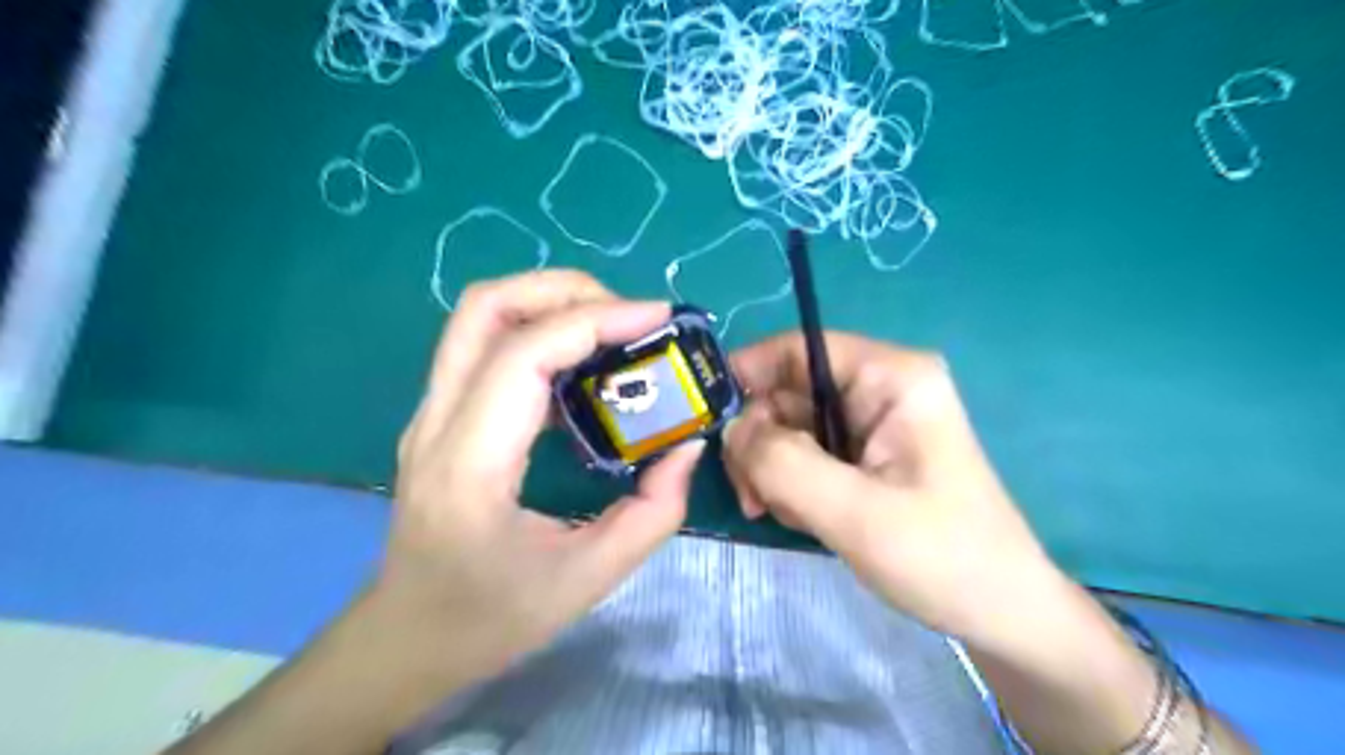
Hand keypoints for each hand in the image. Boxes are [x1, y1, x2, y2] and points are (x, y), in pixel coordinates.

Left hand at [371, 272, 697, 684]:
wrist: (403, 639)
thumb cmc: (488, 619)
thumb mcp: (587, 580)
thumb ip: (653, 512)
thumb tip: (687, 445)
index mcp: (470, 463)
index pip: (524, 354)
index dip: (594, 320)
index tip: (657, 318)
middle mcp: (438, 421)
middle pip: (486, 306)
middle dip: (565, 290)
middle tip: (629, 316)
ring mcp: (432, 413)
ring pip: (480, 316)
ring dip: (550, 303)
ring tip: (612, 328)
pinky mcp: (442, 416)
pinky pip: (487, 345)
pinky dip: (539, 331)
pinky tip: (582, 366)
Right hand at [726, 332, 1062, 638]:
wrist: (999, 612)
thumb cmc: (942, 557)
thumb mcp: (856, 512)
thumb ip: (783, 463)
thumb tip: (730, 428)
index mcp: (890, 377)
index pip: (798, 348)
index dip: (747, 374)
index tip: (707, 421)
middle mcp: (879, 388)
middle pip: (787, 390)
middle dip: (758, 440)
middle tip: (751, 497)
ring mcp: (871, 422)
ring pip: (789, 425)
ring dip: (769, 467)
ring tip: (774, 512)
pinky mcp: (865, 454)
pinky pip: (803, 453)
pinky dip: (786, 482)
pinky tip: (795, 516)